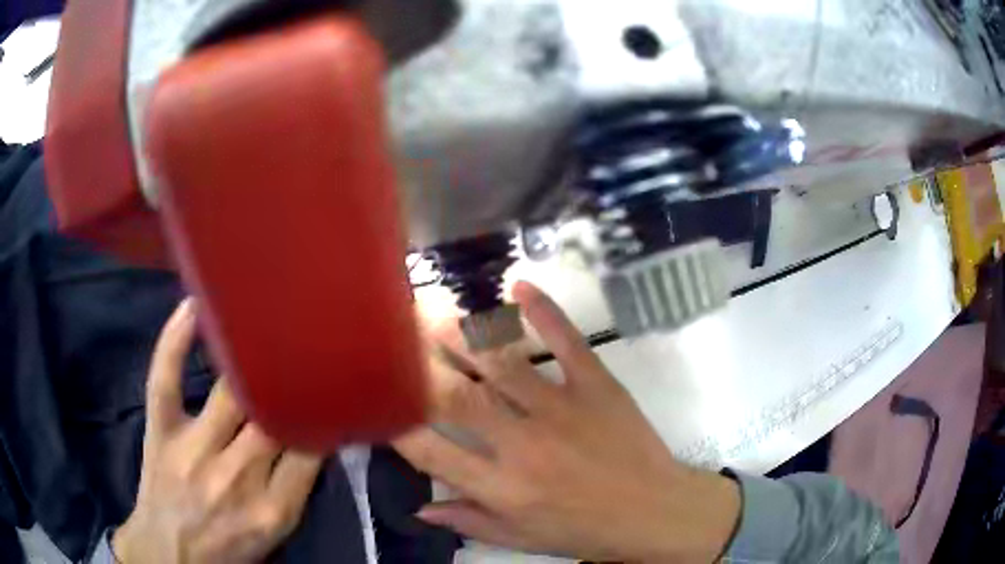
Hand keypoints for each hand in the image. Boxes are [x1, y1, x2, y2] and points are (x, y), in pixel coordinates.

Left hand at [112, 300, 322, 563]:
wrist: (170, 553)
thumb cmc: (228, 546)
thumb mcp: (276, 534)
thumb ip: (297, 489)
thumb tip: (319, 435)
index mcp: (272, 509)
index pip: (309, 449)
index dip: (322, 415)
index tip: (334, 386)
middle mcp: (235, 476)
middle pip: (272, 416)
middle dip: (293, 380)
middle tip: (311, 343)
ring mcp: (192, 449)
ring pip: (229, 391)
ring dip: (253, 357)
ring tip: (270, 321)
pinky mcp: (160, 431)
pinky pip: (166, 379)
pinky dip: (175, 341)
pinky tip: (194, 305)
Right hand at [396, 282, 740, 562]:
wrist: (655, 512)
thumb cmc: (586, 531)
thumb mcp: (522, 540)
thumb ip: (469, 521)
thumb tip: (419, 507)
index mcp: (502, 487)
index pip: (431, 449)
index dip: (397, 420)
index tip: (379, 396)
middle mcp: (523, 444)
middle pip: (460, 396)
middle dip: (421, 362)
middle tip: (396, 331)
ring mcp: (563, 409)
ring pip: (503, 363)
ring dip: (464, 334)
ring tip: (434, 309)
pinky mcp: (598, 386)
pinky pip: (567, 342)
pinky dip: (544, 311)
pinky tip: (519, 286)